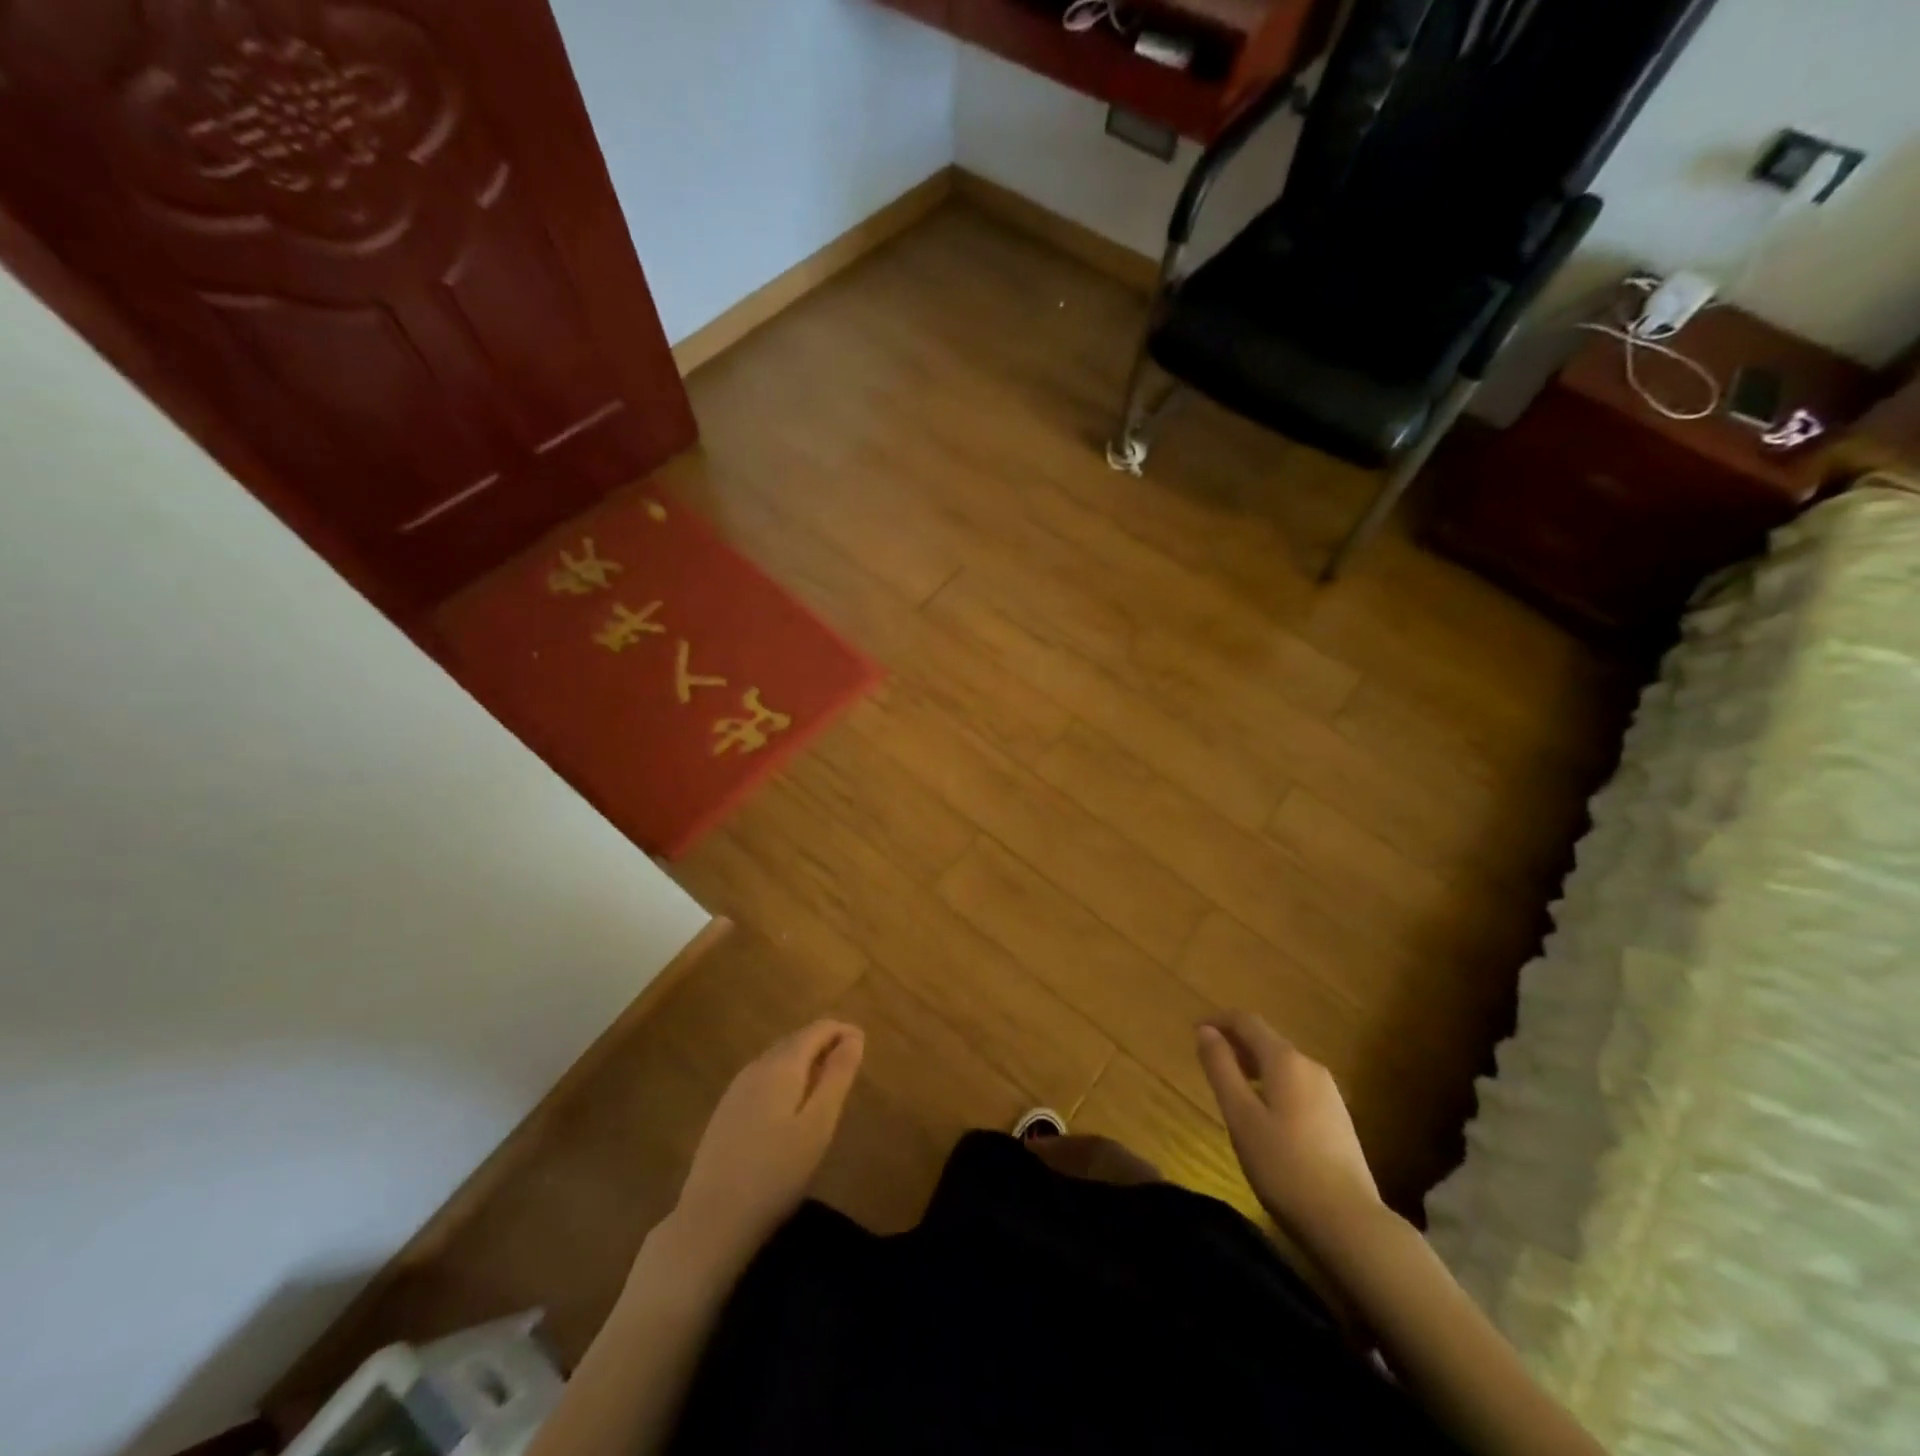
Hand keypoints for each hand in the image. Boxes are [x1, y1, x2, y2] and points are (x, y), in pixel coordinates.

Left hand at [672, 1019, 864, 1272]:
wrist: (710, 1221)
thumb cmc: (775, 1174)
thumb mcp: (818, 1125)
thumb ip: (837, 1077)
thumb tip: (854, 1037)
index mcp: (781, 1065)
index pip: (817, 1029)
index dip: (843, 1031)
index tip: (864, 1044)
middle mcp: (756, 1067)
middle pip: (796, 1040)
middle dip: (825, 1043)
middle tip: (850, 1064)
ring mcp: (736, 1089)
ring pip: (778, 1059)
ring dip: (805, 1060)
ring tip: (827, 1083)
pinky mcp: (726, 1112)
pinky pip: (764, 1078)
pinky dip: (786, 1077)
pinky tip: (792, 1105)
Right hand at [1197, 1011, 1380, 1250]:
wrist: (1350, 1223)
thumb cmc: (1284, 1165)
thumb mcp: (1240, 1116)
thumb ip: (1220, 1068)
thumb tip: (1205, 1031)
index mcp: (1286, 1060)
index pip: (1247, 1021)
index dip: (1218, 1021)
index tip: (1194, 1032)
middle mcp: (1310, 1067)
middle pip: (1267, 1040)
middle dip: (1235, 1044)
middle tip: (1208, 1062)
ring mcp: (1329, 1093)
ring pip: (1283, 1065)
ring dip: (1253, 1066)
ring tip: (1231, 1089)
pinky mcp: (1338, 1119)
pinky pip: (1296, 1086)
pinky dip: (1272, 1085)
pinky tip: (1263, 1115)